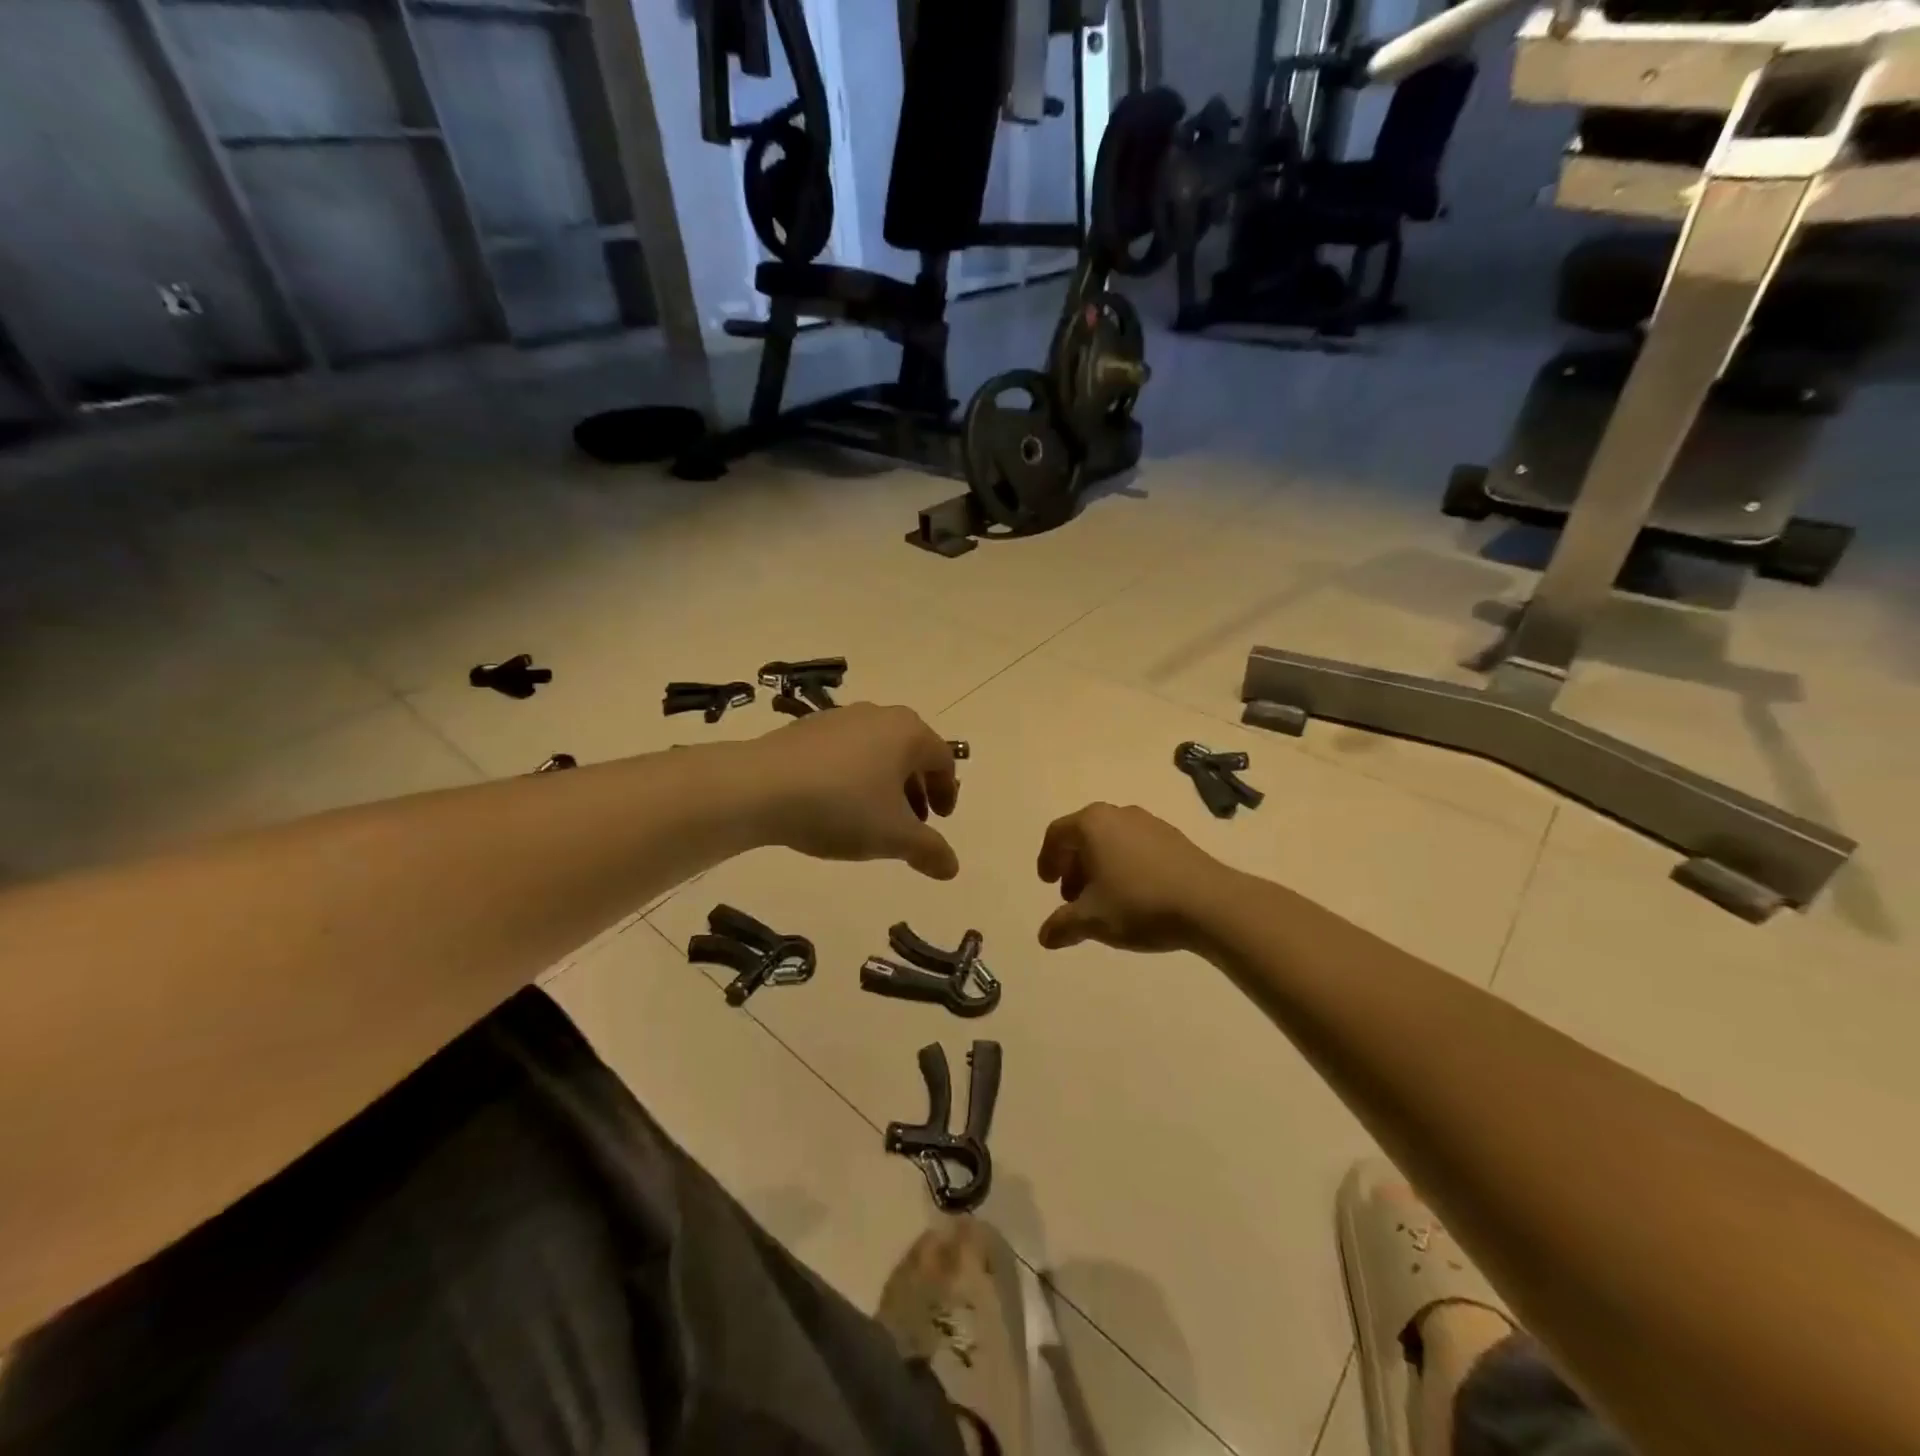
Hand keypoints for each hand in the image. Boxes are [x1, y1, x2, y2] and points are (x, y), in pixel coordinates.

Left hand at [746, 704, 960, 879]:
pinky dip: (853, 776)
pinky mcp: (806, 728)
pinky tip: (834, 805)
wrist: (760, 787)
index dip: (947, 792)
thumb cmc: (841, 806)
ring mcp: (840, 718)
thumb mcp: (893, 836)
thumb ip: (928, 850)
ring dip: (884, 784)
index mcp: (908, 733)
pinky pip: (844, 752)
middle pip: (910, 753)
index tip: (940, 820)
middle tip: (911, 823)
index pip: (943, 760)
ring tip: (871, 818)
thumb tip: (952, 867)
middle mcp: (879, 716)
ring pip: (876, 752)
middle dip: (915, 789)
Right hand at [1035, 804, 1228, 951]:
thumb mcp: (1092, 919)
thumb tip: (1044, 937)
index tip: (1048, 885)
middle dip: (1073, 867)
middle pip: (1084, 836)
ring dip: (1100, 868)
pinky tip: (1135, 896)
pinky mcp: (1175, 838)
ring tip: (1104, 901)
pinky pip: (1136, 847)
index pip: (1057, 834)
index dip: (1047, 860)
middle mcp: (1119, 814)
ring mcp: (1150, 823)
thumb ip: (1063, 925)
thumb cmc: (1139, 903)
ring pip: (1112, 841)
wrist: (1210, 903)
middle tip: (1073, 898)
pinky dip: (1125, 867)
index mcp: (1093, 823)